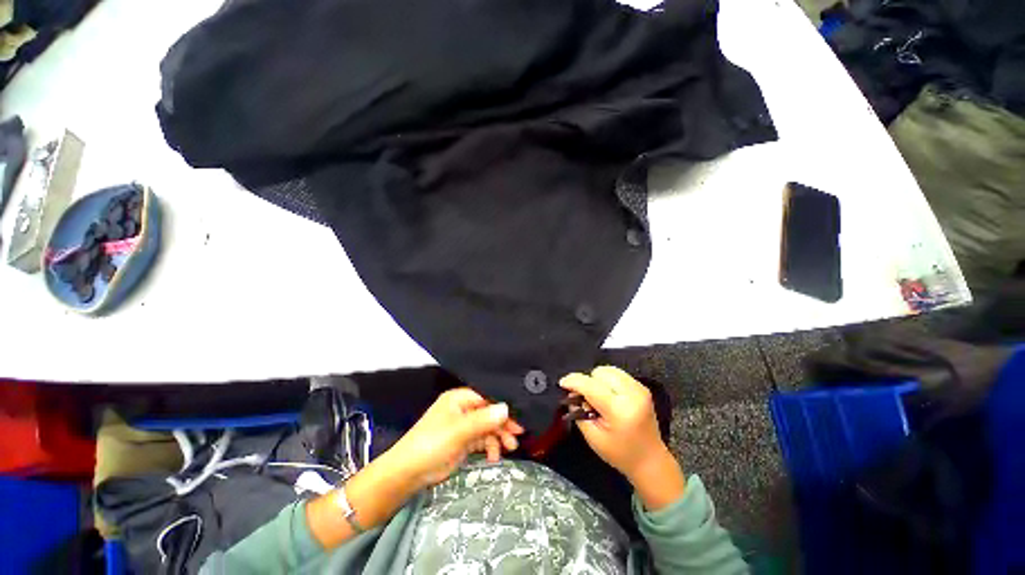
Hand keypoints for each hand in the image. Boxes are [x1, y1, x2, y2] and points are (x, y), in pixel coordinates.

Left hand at [385, 388, 523, 489]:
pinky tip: (493, 457)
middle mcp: (462, 409)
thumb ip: (484, 419)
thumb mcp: (459, 431)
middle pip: (489, 412)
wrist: (408, 474)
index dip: (503, 406)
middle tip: (517, 435)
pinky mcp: (463, 441)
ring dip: (499, 436)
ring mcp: (463, 426)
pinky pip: (482, 440)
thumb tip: (507, 408)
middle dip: (503, 423)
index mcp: (459, 399)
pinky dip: (489, 447)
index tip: (519, 417)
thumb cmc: (431, 445)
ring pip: (487, 426)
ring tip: (510, 448)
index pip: (487, 397)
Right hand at [560, 366, 685, 509]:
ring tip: (597, 397)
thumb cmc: (620, 454)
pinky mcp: (642, 387)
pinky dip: (608, 381)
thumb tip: (572, 393)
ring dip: (598, 379)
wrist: (650, 461)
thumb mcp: (593, 438)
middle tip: (585, 398)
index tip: (562, 383)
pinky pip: (618, 374)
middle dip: (588, 382)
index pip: (591, 386)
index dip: (574, 381)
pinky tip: (608, 395)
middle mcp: (632, 395)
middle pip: (600, 373)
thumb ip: (579, 413)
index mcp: (619, 410)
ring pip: (609, 370)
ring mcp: (639, 389)